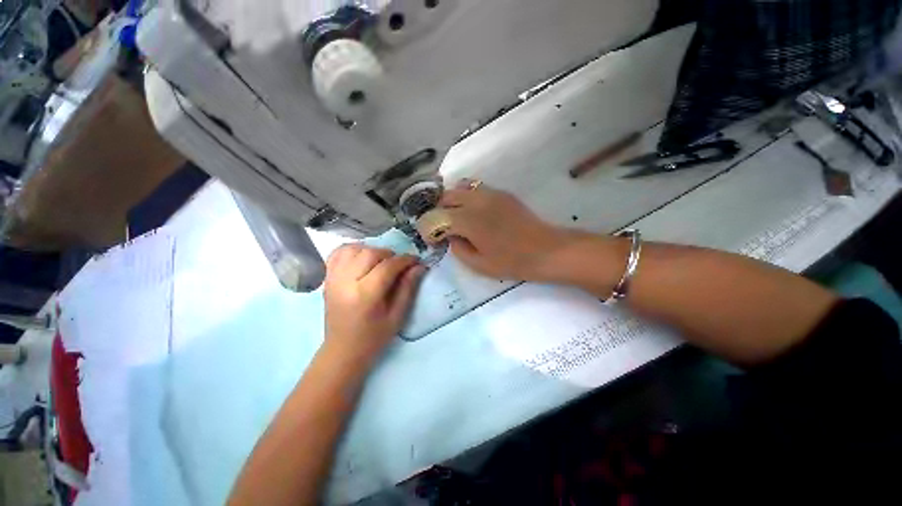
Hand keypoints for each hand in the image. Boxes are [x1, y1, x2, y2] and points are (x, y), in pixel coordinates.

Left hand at [322, 245, 424, 367]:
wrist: (342, 350)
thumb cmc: (374, 337)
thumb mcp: (397, 316)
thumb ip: (408, 288)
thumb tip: (418, 266)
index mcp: (365, 295)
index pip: (387, 266)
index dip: (405, 260)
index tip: (416, 260)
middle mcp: (346, 282)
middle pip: (370, 253)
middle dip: (390, 255)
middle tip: (399, 265)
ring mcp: (333, 279)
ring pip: (354, 249)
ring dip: (372, 250)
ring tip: (381, 261)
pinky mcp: (327, 278)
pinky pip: (338, 253)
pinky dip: (352, 249)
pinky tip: (362, 258)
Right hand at [439, 183, 577, 280]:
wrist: (545, 249)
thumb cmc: (511, 261)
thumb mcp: (479, 264)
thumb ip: (458, 249)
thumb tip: (450, 236)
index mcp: (468, 220)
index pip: (437, 218)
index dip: (430, 229)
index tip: (432, 239)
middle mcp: (476, 201)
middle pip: (446, 197)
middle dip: (438, 211)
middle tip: (442, 227)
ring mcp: (490, 193)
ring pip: (460, 187)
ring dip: (452, 201)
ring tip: (456, 216)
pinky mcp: (501, 193)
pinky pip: (476, 188)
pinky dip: (467, 196)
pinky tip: (473, 211)